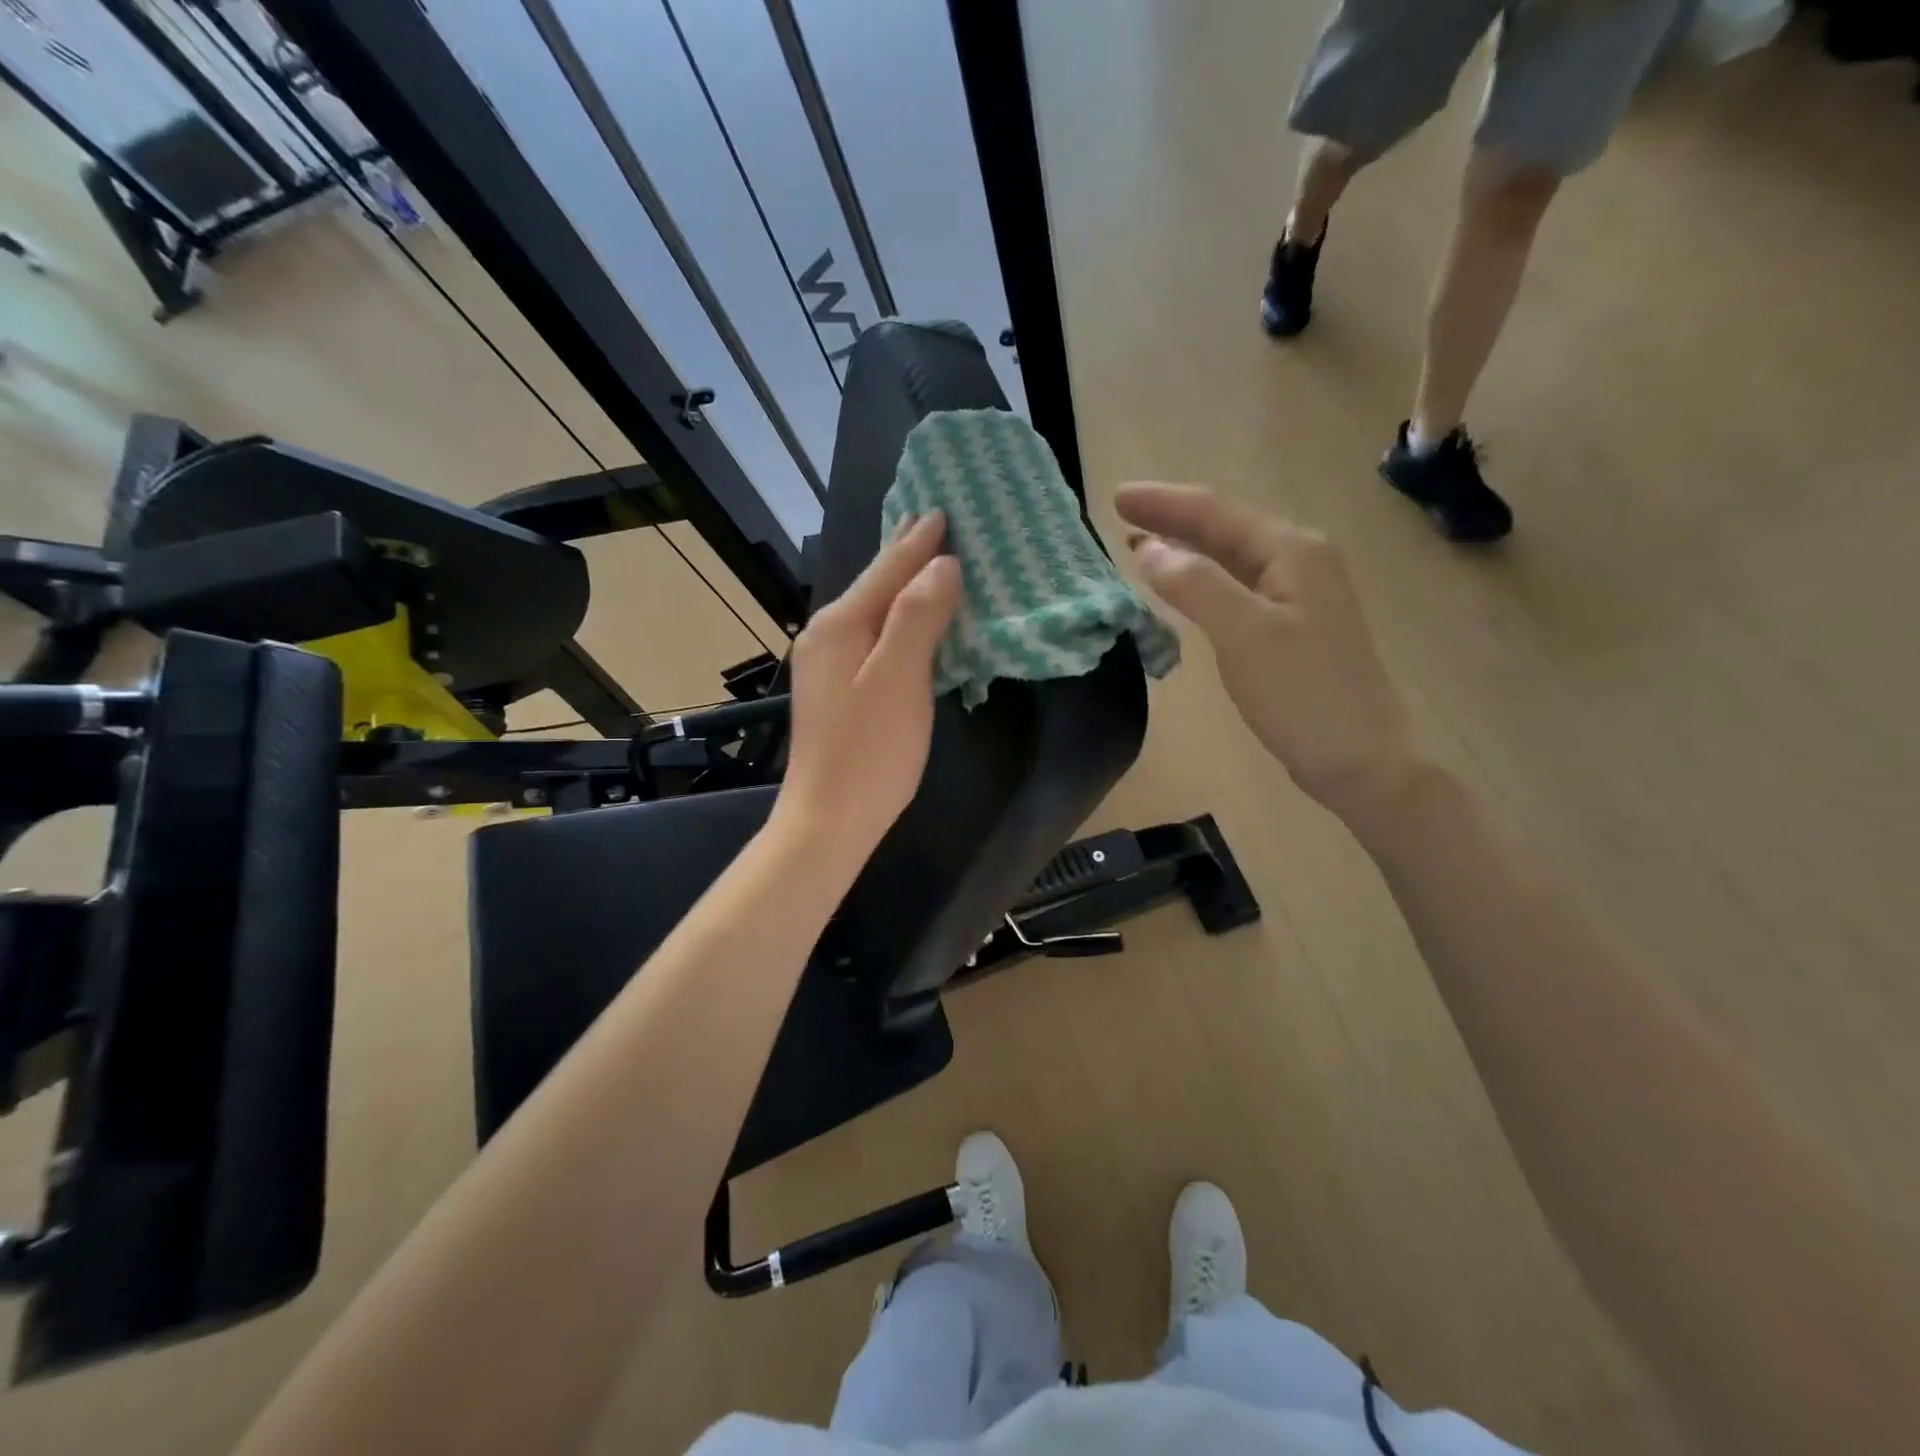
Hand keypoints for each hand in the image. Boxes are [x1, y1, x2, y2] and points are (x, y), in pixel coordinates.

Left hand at [772, 512, 961, 864]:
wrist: (829, 820)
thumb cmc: (870, 751)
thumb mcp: (899, 678)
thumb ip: (918, 616)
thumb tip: (941, 565)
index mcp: (840, 625)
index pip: (887, 570)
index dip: (918, 542)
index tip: (942, 511)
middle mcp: (826, 636)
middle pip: (873, 584)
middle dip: (903, 554)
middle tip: (930, 521)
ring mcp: (826, 665)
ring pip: (871, 610)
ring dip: (900, 584)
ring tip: (924, 560)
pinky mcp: (836, 690)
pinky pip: (871, 636)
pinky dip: (895, 618)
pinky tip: (907, 619)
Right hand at [1115, 481, 1419, 822]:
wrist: (1360, 759)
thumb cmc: (1302, 693)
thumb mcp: (1244, 633)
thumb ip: (1195, 585)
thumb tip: (1148, 549)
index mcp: (1291, 551)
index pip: (1215, 512)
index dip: (1163, 503)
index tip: (1115, 497)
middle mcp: (1299, 561)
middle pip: (1224, 528)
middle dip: (1172, 520)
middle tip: (1120, 516)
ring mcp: (1299, 594)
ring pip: (1230, 557)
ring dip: (1185, 548)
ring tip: (1139, 544)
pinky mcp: (1291, 626)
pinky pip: (1236, 587)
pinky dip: (1201, 581)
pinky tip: (1181, 587)